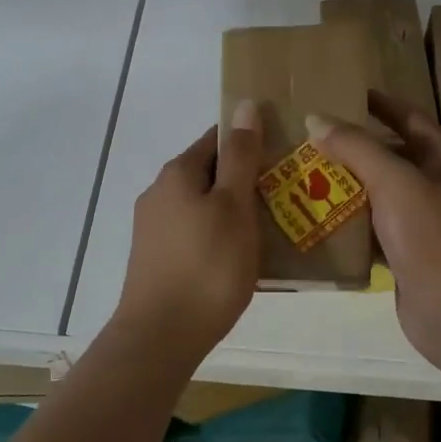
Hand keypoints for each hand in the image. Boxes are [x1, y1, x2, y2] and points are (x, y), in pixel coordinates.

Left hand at [114, 102, 263, 361]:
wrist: (160, 337)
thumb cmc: (207, 266)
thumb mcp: (234, 205)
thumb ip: (240, 156)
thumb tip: (244, 104)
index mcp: (178, 171)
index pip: (218, 138)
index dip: (251, 142)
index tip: (283, 158)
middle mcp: (159, 191)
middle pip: (209, 172)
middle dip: (245, 179)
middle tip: (286, 198)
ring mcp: (153, 226)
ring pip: (202, 204)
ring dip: (233, 210)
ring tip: (271, 230)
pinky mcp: (155, 256)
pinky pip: (194, 232)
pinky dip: (217, 235)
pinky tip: (239, 257)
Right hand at [307, 91, 440, 357]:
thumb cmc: (432, 237)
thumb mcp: (394, 181)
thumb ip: (356, 147)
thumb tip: (316, 119)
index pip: (411, 119)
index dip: (382, 104)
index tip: (347, 93)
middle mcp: (437, 187)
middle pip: (391, 156)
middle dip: (354, 147)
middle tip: (311, 136)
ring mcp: (423, 224)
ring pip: (378, 194)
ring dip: (346, 185)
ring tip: (304, 174)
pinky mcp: (406, 254)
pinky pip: (372, 228)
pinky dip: (348, 222)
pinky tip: (316, 218)